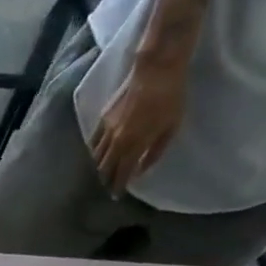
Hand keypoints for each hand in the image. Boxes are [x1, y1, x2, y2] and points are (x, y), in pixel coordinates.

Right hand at [89, 53, 187, 194]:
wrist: (156, 69)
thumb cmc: (170, 97)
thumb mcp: (171, 127)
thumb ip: (155, 151)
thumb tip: (141, 169)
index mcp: (132, 146)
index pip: (120, 174)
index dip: (118, 187)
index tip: (117, 196)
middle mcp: (114, 142)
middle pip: (104, 168)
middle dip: (106, 179)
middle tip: (110, 185)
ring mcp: (106, 130)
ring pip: (96, 157)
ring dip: (100, 167)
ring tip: (104, 171)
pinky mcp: (102, 118)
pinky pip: (94, 142)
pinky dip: (95, 151)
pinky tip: (98, 153)